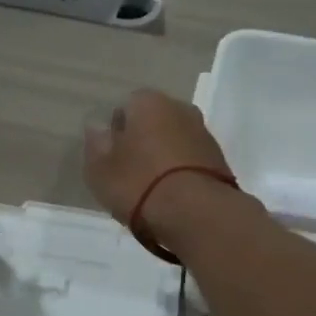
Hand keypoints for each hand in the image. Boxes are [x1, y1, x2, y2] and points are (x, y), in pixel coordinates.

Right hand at [83, 89, 232, 227]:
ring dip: (163, 156)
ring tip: (151, 188)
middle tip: (128, 171)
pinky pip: (190, 159)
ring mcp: (204, 133)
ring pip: (174, 139)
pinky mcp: (220, 159)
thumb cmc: (138, 183)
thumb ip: (96, 144)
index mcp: (148, 102)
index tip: (110, 155)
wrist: (196, 213)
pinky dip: (180, 171)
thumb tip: (98, 128)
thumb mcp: (99, 169)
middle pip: (153, 121)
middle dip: (142, 139)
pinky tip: (171, 195)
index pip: (126, 105)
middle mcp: (180, 108)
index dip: (116, 130)